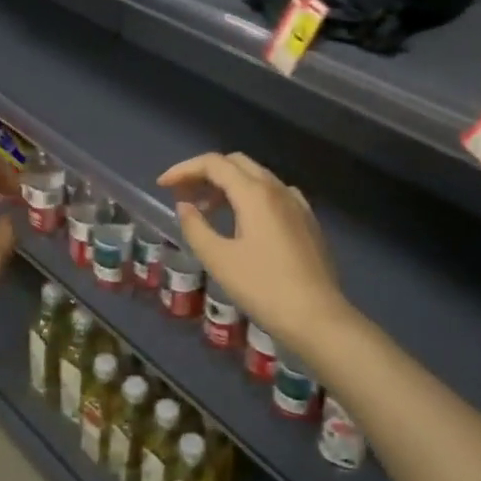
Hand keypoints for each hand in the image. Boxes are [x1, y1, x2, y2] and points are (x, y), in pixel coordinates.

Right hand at [156, 152, 350, 360]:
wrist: (318, 317)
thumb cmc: (263, 287)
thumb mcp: (219, 260)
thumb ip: (196, 227)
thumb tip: (185, 206)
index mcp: (254, 192)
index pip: (214, 163)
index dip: (184, 169)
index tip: (162, 185)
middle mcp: (277, 188)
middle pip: (236, 163)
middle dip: (205, 173)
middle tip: (182, 194)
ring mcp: (296, 203)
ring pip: (256, 178)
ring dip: (227, 184)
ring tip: (206, 209)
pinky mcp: (307, 220)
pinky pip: (273, 194)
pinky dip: (250, 197)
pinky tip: (243, 222)